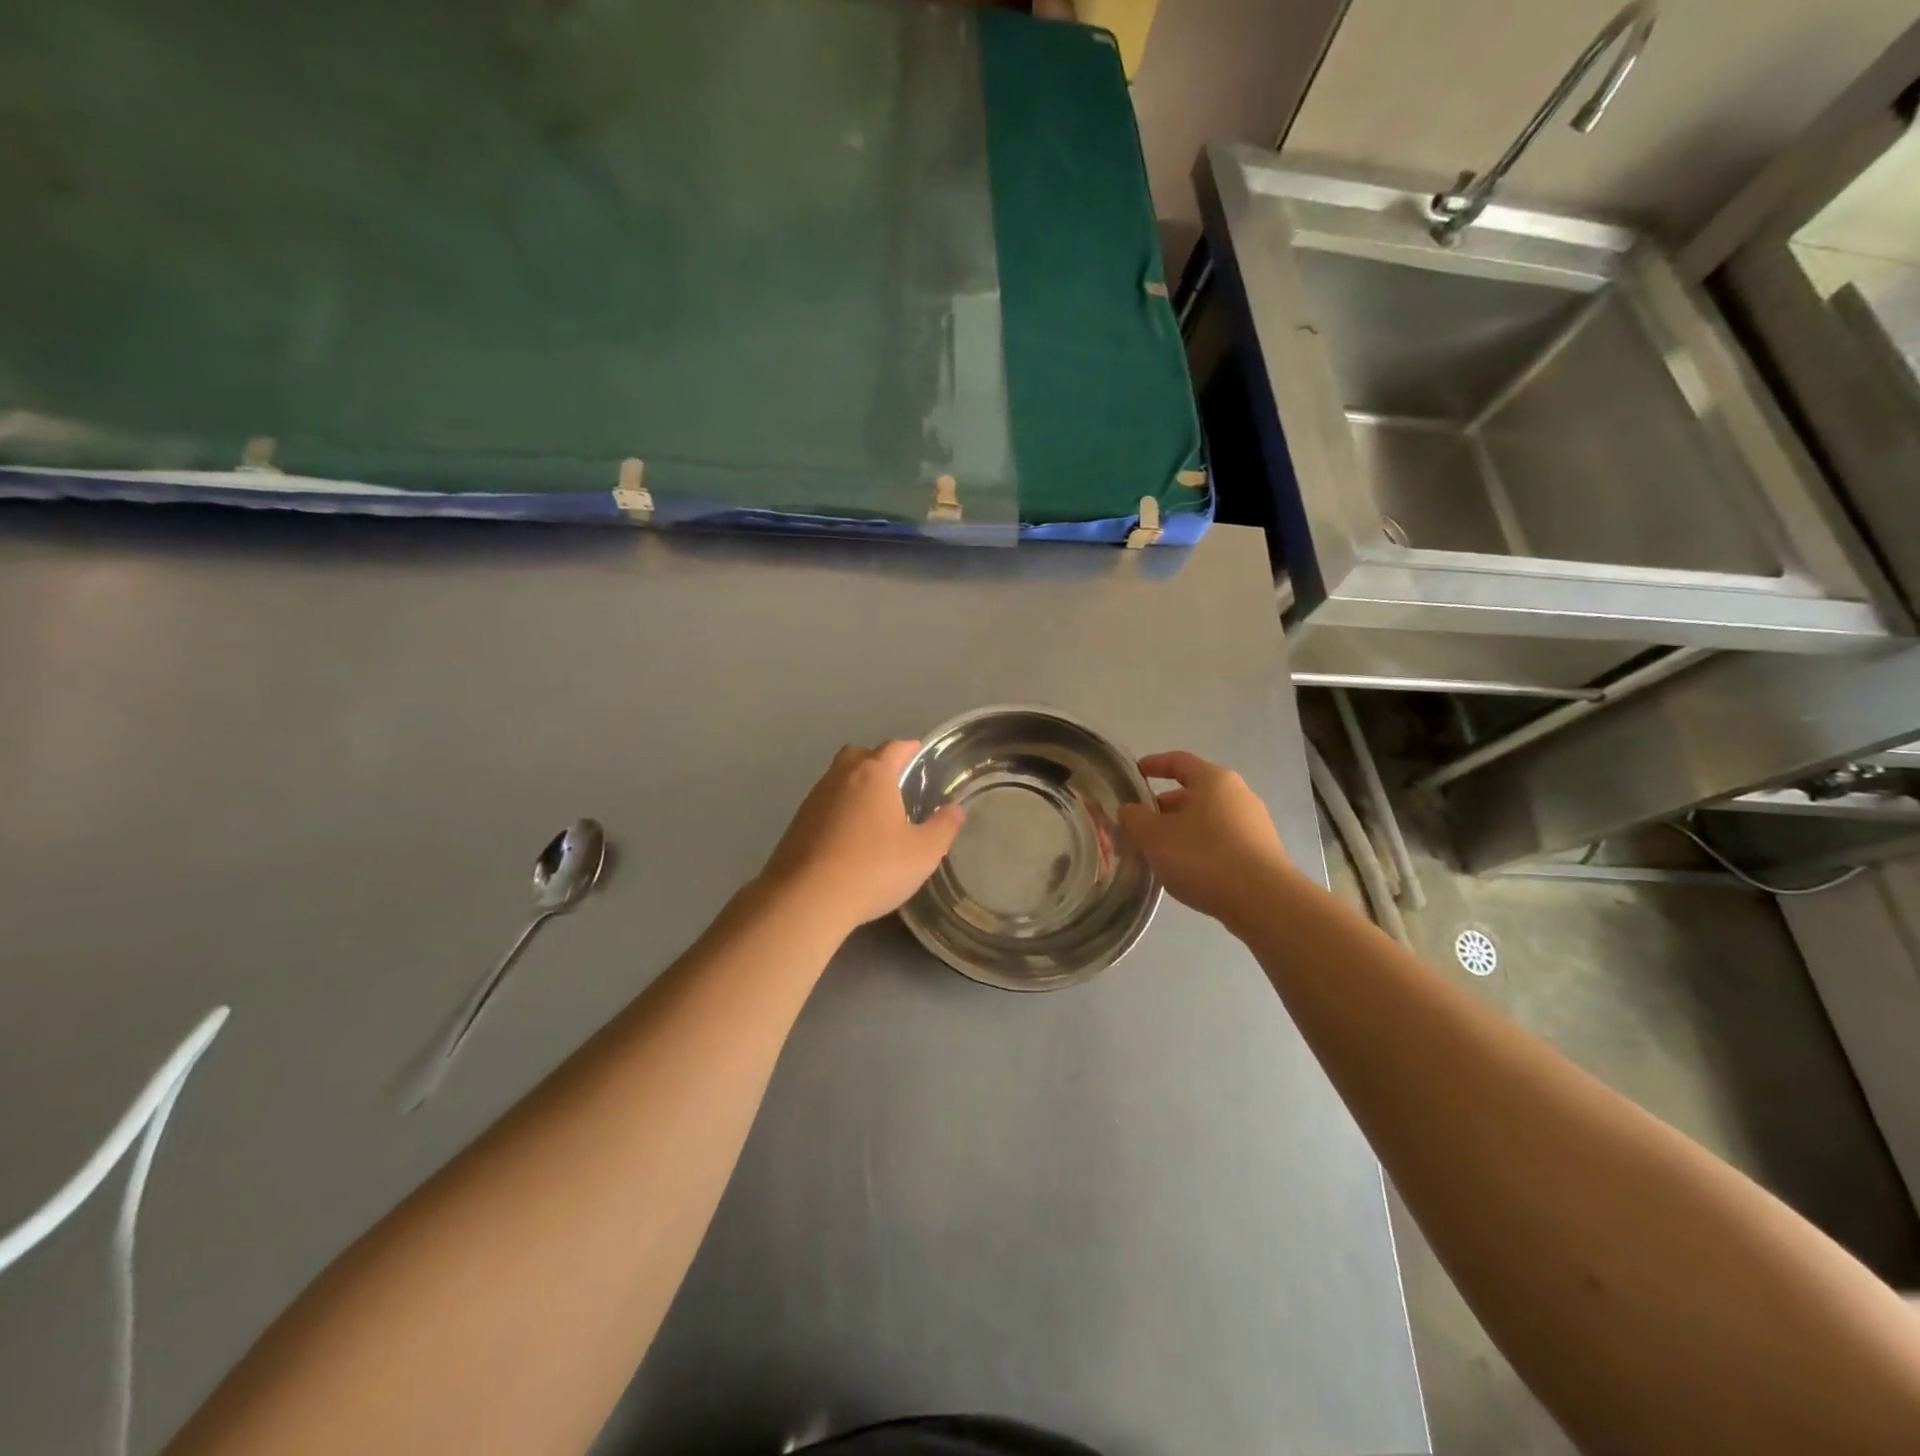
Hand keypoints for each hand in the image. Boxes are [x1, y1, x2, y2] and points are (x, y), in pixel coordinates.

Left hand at [760, 741, 965, 934]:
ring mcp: (813, 799)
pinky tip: (849, 837)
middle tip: (895, 781)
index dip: (909, 748)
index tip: (919, 753)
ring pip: (837, 779)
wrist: (806, 899)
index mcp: (873, 775)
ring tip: (874, 812)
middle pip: (859, 755)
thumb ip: (943, 828)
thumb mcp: (923, 853)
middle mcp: (840, 777)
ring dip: (855, 787)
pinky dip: (838, 810)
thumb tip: (955, 809)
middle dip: (877, 761)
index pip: (894, 748)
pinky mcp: (796, 824)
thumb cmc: (873, 868)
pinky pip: (824, 805)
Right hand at [1118, 751, 1293, 929]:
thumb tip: (1130, 810)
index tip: (1136, 772)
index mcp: (1214, 780)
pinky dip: (1201, 846)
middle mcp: (1238, 794)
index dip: (1154, 764)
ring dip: (1182, 828)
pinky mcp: (1262, 852)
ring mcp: (1254, 824)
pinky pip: (1222, 839)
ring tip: (1159, 851)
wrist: (1263, 901)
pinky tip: (1187, 868)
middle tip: (1141, 824)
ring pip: (1208, 818)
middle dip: (1165, 805)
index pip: (1179, 761)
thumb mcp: (1155, 837)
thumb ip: (1136, 819)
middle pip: (1194, 792)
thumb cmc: (1203, 857)